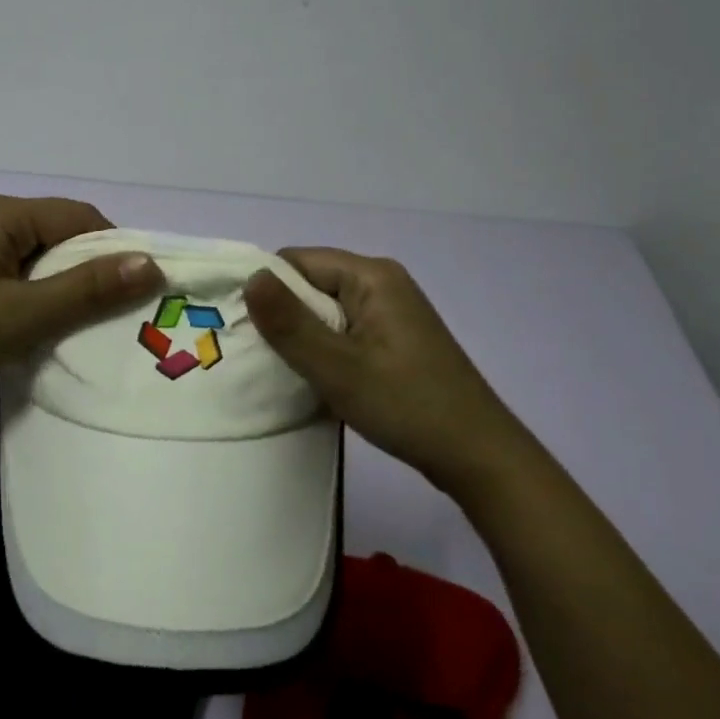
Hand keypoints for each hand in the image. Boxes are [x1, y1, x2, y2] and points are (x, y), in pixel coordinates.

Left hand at [0, 194, 162, 420]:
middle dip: (87, 269)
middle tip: (110, 314)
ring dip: (61, 284)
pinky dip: (35, 291)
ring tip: (76, 323)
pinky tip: (37, 323)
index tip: (135, 293)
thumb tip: (149, 263)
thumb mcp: (25, 315)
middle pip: (57, 232)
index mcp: (0, 213)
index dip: (113, 250)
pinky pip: (14, 269)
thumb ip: (88, 289)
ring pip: (37, 254)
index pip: (78, 217)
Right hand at [244, 247, 531, 497]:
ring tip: (278, 369)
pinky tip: (312, 379)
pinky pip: (343, 331)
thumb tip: (250, 276)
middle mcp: (382, 283)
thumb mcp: (338, 367)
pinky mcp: (394, 340)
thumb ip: (290, 323)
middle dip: (282, 315)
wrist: (478, 457)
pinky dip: (323, 349)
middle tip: (256, 355)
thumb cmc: (406, 405)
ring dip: (301, 337)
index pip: (297, 261)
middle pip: (310, 284)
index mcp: (371, 276)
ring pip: (325, 311)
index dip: (265, 288)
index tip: (241, 326)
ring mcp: (391, 313)